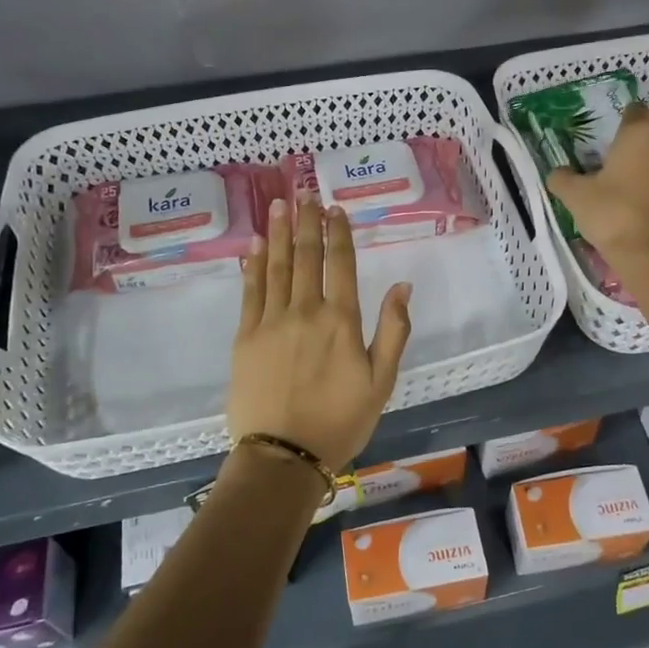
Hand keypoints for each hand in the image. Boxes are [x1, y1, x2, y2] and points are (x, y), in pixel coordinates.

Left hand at [228, 194, 412, 470]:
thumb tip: (402, 285)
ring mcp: (271, 321)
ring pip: (277, 266)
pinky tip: (256, 245)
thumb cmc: (341, 421)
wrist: (284, 456)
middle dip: (306, 221)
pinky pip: (250, 291)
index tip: (334, 208)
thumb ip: (394, 330)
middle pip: (306, 256)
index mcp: (341, 320)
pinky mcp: (245, 336)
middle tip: (303, 191)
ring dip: (280, 232)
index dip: (338, 233)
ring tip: (279, 204)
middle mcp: (306, 311)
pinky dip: (254, 265)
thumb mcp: (382, 381)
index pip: (340, 264)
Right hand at [547, 104, 648, 267]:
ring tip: (642, 187)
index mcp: (637, 133)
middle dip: (645, 141)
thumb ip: (563, 178)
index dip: (624, 121)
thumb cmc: (612, 215)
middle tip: (625, 164)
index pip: (634, 110)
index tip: (613, 138)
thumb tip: (557, 172)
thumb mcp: (575, 196)